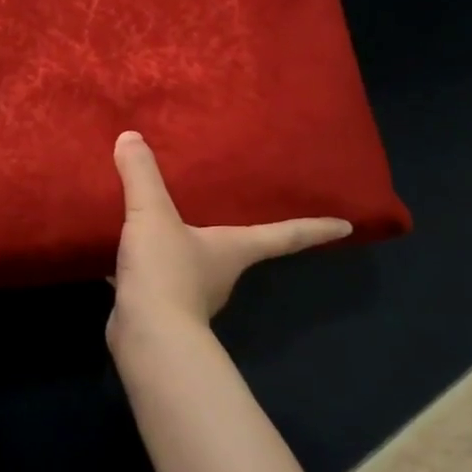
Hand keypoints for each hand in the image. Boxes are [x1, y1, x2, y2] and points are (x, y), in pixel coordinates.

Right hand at [105, 131, 351, 354]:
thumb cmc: (167, 272)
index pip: (284, 236)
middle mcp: (221, 272)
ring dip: (185, 248)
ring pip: (193, 264)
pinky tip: (126, 254)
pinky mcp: (161, 307)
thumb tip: (130, 136)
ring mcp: (192, 294)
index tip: (346, 226)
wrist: (146, 336)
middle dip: (237, 233)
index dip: (314, 228)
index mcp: (233, 249)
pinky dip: (148, 266)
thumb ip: (142, 176)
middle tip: (231, 207)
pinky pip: (158, 278)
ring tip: (166, 223)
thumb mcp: (152, 215)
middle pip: (238, 249)